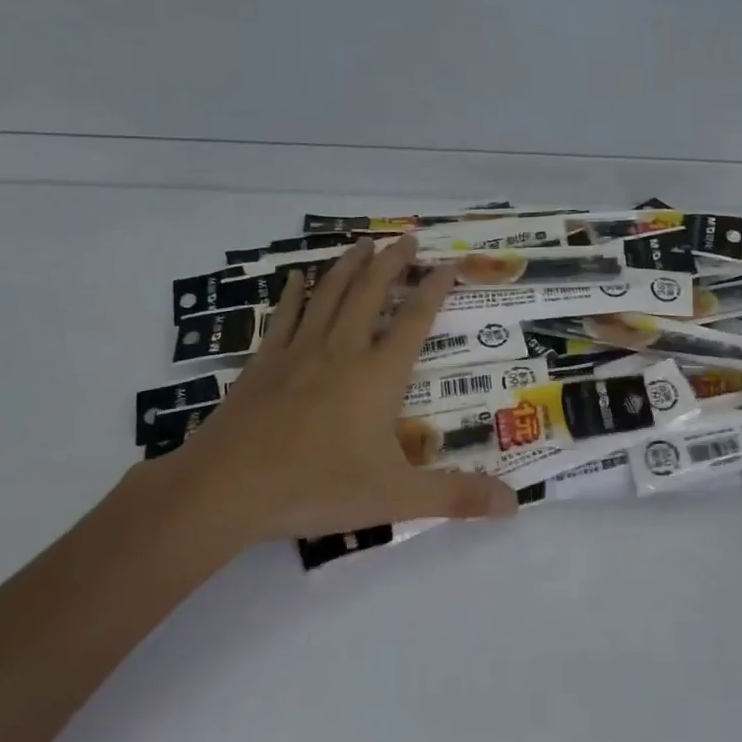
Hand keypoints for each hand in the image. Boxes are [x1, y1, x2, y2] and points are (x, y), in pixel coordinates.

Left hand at [141, 237, 515, 551]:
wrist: (227, 488)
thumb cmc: (317, 487)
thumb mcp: (397, 497)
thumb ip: (456, 496)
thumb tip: (514, 503)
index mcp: (377, 375)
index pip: (414, 320)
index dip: (435, 289)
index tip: (449, 264)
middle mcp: (342, 351)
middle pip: (370, 293)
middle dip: (391, 263)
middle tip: (406, 238)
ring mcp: (298, 353)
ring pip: (329, 294)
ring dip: (349, 266)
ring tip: (363, 243)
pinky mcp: (263, 364)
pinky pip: (284, 316)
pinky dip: (295, 293)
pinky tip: (298, 276)